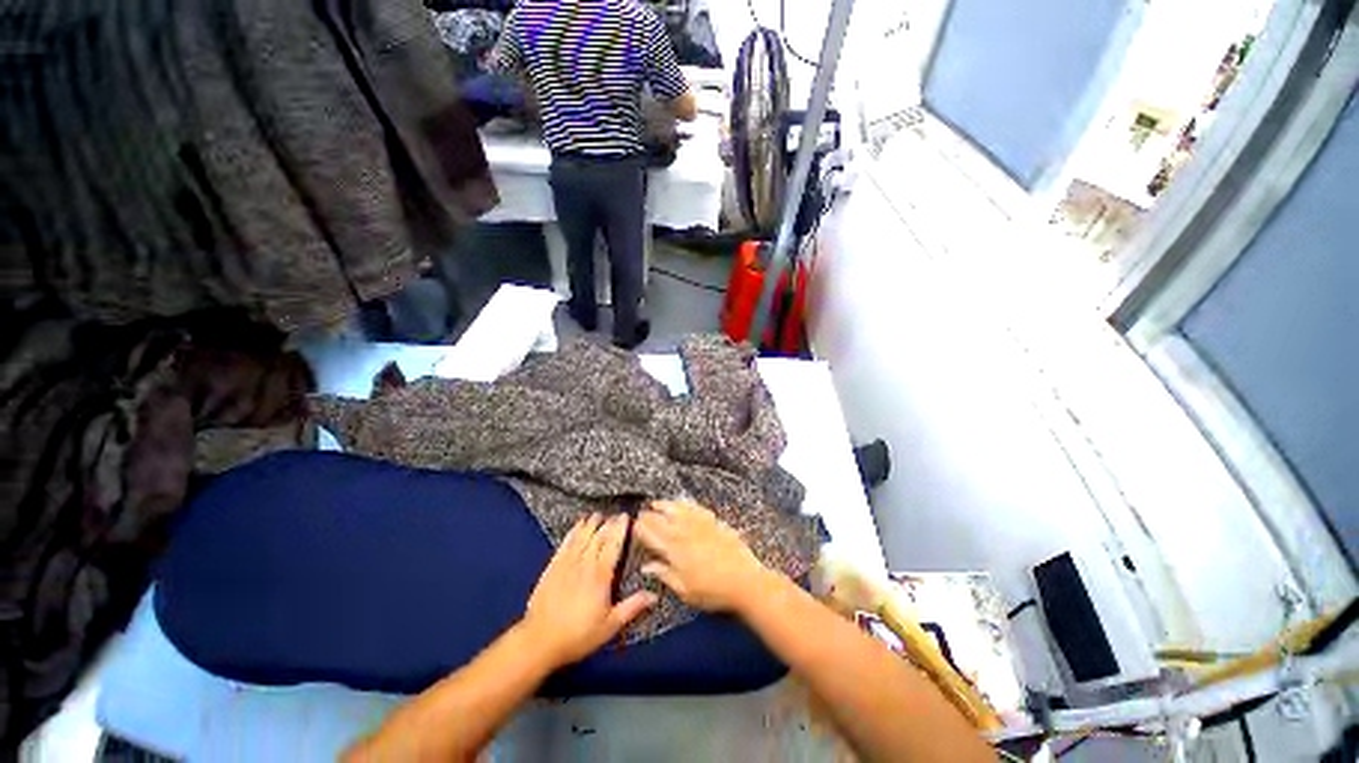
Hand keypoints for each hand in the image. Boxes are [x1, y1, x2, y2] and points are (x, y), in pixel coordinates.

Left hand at [521, 513, 655, 667]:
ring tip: (597, 514)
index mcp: (601, 574)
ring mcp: (567, 563)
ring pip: (582, 536)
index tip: (626, 517)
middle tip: (614, 515)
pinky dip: (572, 532)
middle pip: (598, 536)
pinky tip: (576, 526)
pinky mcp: (552, 567)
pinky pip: (565, 543)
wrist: (540, 640)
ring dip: (590, 524)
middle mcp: (585, 563)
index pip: (614, 544)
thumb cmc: (579, 634)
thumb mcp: (610, 625)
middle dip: (608, 523)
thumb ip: (632, 607)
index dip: (620, 529)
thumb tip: (654, 595)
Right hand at [634, 500, 769, 612]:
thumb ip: (664, 574)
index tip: (634, 525)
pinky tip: (683, 502)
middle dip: (649, 515)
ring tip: (657, 503)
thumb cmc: (712, 591)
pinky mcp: (714, 521)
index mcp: (674, 549)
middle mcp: (684, 532)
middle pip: (662, 519)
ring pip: (678, 509)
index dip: (641, 529)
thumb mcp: (684, 590)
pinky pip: (696, 507)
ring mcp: (700, 524)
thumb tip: (647, 566)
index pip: (652, 534)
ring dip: (665, 505)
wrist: (744, 581)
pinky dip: (686, 503)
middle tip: (641, 513)